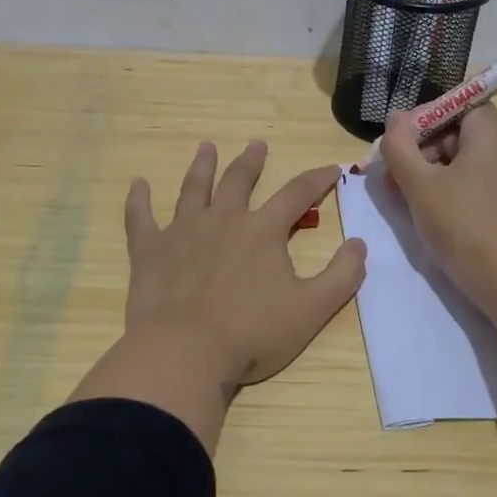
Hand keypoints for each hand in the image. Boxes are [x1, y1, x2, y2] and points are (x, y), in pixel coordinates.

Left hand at [123, 140, 366, 394]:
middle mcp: (223, 220)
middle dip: (251, 161)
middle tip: (256, 144)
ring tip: (206, 149)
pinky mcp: (150, 251)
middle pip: (239, 181)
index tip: (331, 168)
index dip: (317, 179)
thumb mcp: (312, 309)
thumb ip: (342, 275)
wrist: (186, 352)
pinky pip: (141, 218)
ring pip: (194, 190)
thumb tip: (360, 243)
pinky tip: (137, 184)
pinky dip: (138, 200)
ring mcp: (182, 232)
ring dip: (202, 167)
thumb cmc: (253, 333)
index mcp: (262, 231)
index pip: (297, 194)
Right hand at [381, 105, 496, 314]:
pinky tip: (426, 209)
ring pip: (463, 158)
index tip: (399, 140)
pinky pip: (474, 180)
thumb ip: (400, 146)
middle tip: (392, 173)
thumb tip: (395, 120)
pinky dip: (448, 186)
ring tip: (402, 195)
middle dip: (420, 147)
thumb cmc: (462, 225)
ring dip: (429, 169)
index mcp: (492, 133)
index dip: (424, 115)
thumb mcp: (419, 184)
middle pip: (457, 131)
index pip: (456, 102)